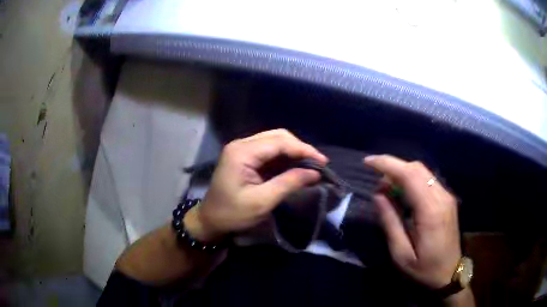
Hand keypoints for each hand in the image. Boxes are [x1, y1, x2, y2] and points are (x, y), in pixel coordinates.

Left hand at [186, 129, 327, 241]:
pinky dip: (285, 157)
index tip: (323, 162)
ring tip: (310, 165)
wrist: (211, 220)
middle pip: (278, 137)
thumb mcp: (262, 201)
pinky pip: (270, 151)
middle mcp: (242, 144)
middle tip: (318, 164)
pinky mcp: (245, 157)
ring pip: (275, 141)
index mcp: (242, 152)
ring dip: (294, 152)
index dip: (303, 149)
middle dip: (300, 148)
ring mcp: (242, 149)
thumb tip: (315, 172)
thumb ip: (289, 183)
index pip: (279, 142)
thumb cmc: (233, 214)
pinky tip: (296, 166)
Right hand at [364, 155, 460, 289]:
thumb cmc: (424, 269)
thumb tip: (378, 196)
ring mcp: (447, 197)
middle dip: (393, 167)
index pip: (409, 175)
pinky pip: (428, 180)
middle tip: (375, 181)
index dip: (387, 164)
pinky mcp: (447, 200)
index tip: (368, 162)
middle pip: (417, 168)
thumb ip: (390, 223)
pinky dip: (412, 179)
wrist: (450, 274)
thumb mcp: (401, 254)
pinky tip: (403, 193)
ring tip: (386, 187)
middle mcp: (442, 197)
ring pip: (423, 172)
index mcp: (431, 211)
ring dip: (402, 172)